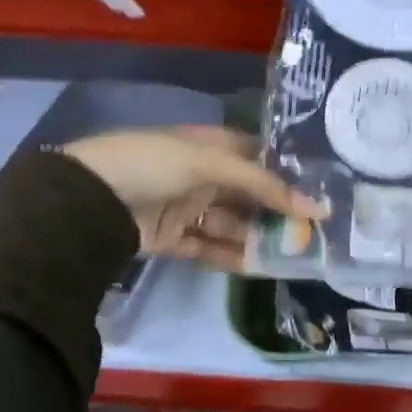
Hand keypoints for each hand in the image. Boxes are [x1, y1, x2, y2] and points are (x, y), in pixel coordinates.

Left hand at [62, 126, 324, 269]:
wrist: (89, 198)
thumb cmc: (154, 163)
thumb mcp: (210, 162)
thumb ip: (263, 185)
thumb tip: (316, 206)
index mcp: (210, 145)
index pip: (259, 156)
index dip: (288, 173)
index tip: (322, 191)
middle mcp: (201, 173)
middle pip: (248, 193)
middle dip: (277, 211)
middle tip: (315, 231)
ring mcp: (186, 206)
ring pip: (231, 223)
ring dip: (257, 237)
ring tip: (293, 254)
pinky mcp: (171, 237)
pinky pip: (208, 247)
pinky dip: (230, 256)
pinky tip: (258, 266)